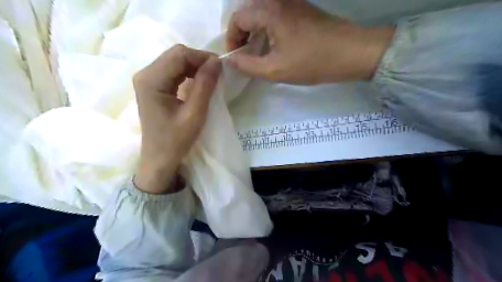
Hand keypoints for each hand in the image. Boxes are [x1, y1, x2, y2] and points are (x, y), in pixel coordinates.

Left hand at [133, 45, 220, 193]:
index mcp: (151, 80)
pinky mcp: (152, 85)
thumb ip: (205, 85)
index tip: (221, 68)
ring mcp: (147, 79)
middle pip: (176, 55)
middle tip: (217, 74)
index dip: (202, 57)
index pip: (179, 55)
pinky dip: (188, 73)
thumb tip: (217, 61)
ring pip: (175, 60)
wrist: (160, 158)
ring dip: (195, 66)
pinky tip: (198, 82)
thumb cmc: (176, 140)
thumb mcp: (195, 113)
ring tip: (210, 78)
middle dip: (199, 60)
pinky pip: (173, 70)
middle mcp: (145, 74)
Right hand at [225, 0, 394, 83]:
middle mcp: (278, 0)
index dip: (231, 39)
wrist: (350, 52)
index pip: (237, 18)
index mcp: (269, 11)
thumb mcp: (275, 70)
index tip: (236, 57)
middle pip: (248, 12)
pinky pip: (275, 14)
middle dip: (241, 35)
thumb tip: (230, 60)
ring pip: (261, 13)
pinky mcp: (301, 8)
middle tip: (245, 55)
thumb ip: (247, 65)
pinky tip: (274, 45)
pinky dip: (268, 28)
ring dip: (254, 32)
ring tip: (258, 52)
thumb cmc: (311, 62)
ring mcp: (292, 2)